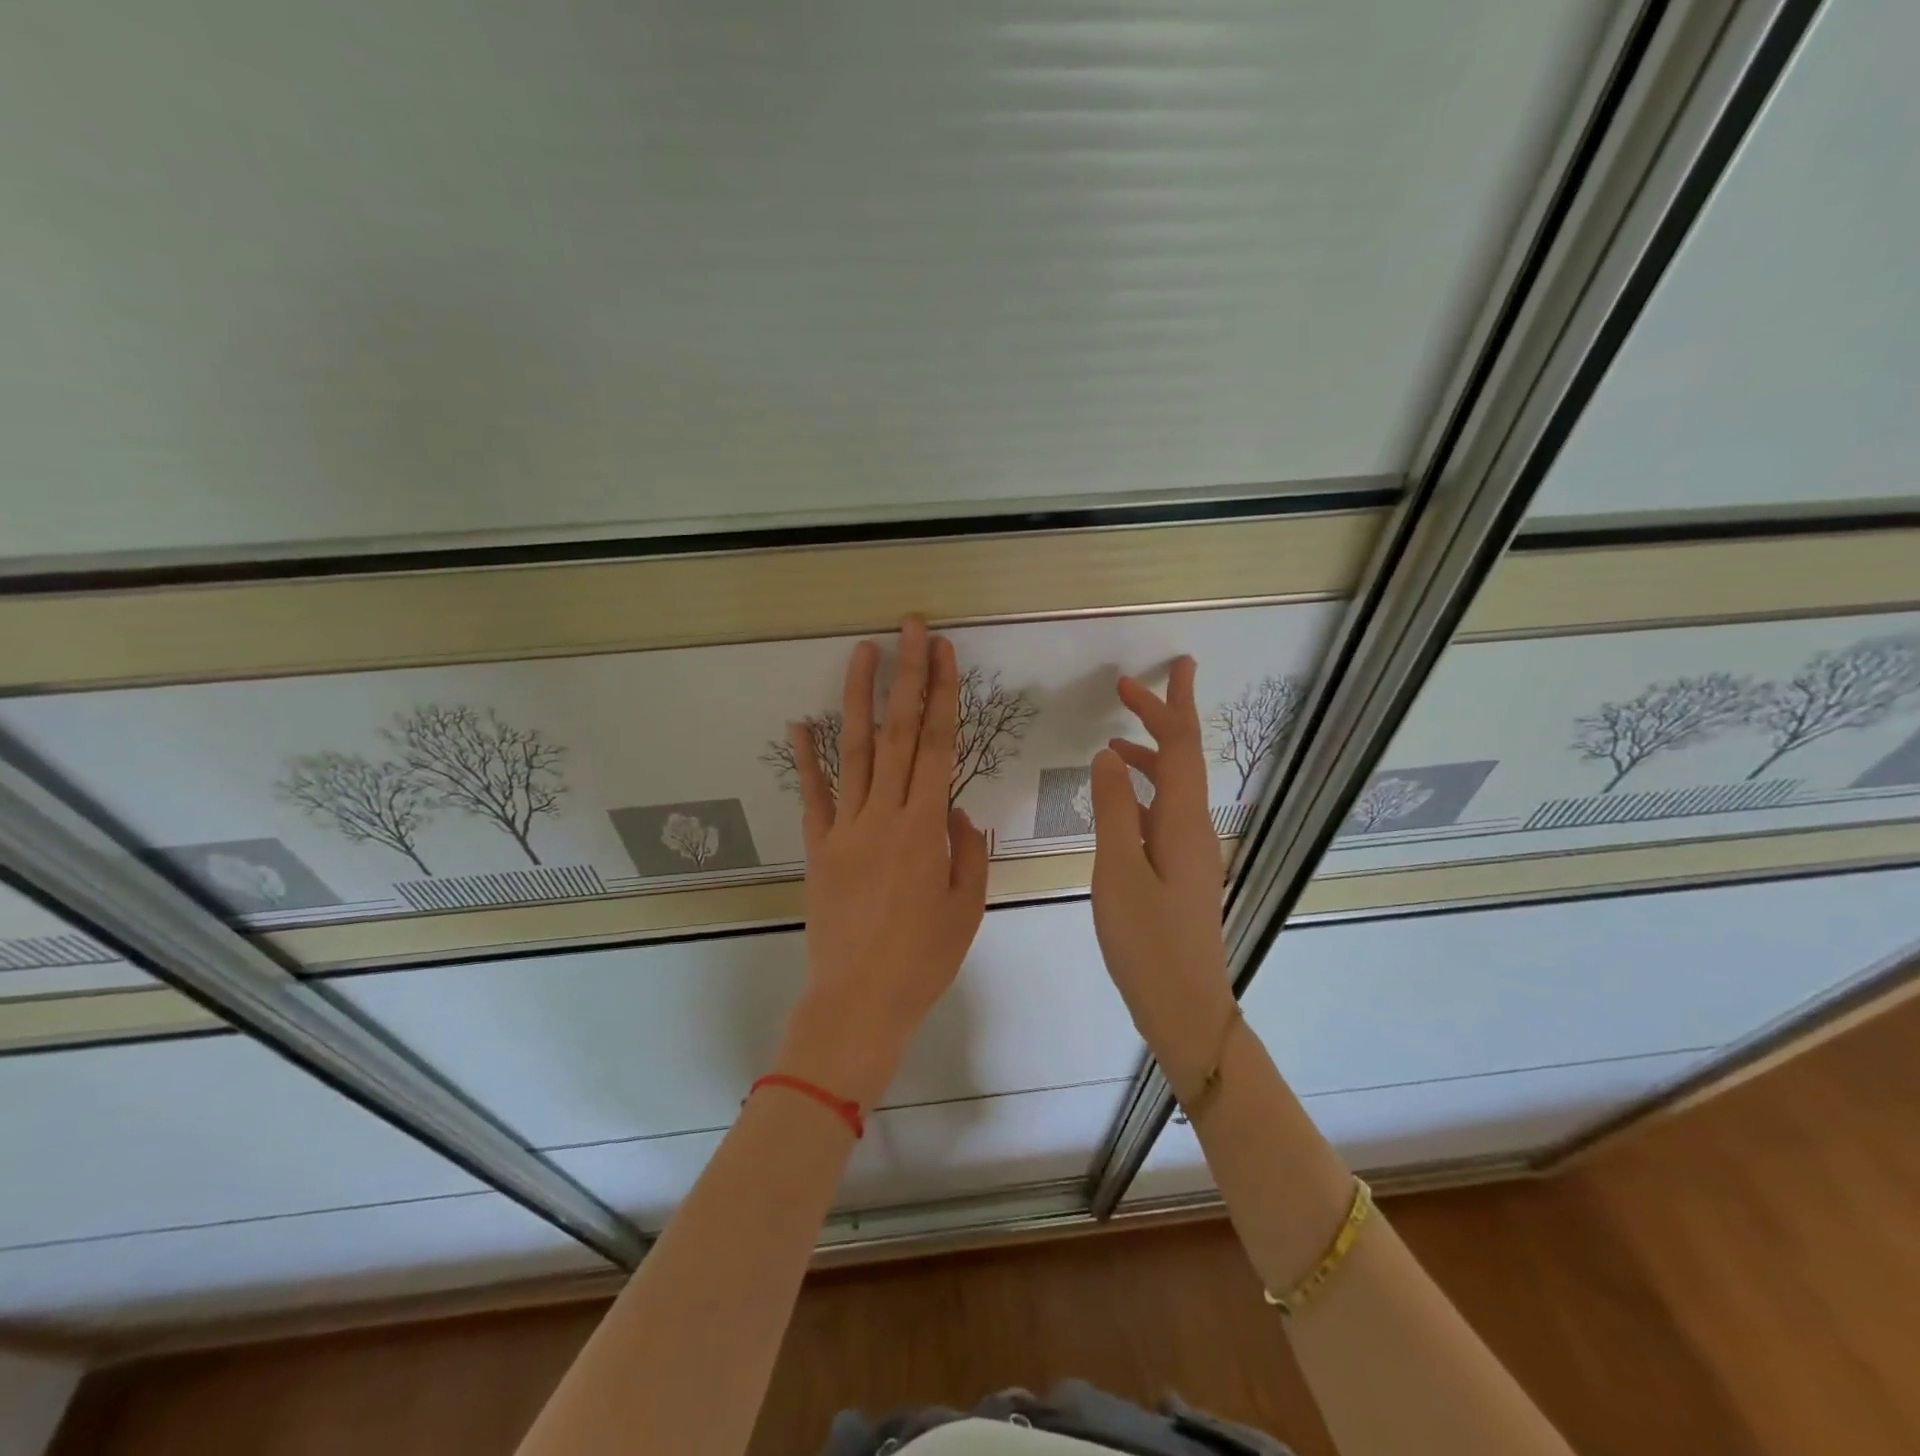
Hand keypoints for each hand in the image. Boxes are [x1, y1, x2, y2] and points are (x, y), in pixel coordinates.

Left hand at [776, 616, 989, 1108]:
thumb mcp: (967, 908)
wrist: (857, 1004)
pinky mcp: (818, 848)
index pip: (937, 746)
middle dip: (906, 675)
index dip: (942, 694)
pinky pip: (813, 796)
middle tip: (910, 627)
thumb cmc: (923, 961)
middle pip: (898, 733)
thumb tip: (957, 811)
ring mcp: (844, 829)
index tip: (945, 653)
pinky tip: (800, 723)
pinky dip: (807, 758)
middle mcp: (883, 816)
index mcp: (925, 829)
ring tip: (862, 652)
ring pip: (854, 751)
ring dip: (858, 698)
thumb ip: (968, 851)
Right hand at [1089, 657, 1236, 1087]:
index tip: (1146, 675)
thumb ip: (1113, 810)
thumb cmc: (1148, 941)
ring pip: (1173, 787)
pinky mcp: (1180, 872)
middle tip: (1132, 688)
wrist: (1185, 1006)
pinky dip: (1142, 793)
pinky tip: (1118, 801)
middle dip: (1163, 718)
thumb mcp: (1119, 871)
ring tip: (1115, 742)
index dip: (1165, 706)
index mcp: (1183, 822)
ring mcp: (1189, 852)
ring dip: (1150, 757)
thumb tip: (1107, 756)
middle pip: (1183, 759)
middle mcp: (1194, 829)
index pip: (1179, 747)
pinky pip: (1163, 814)